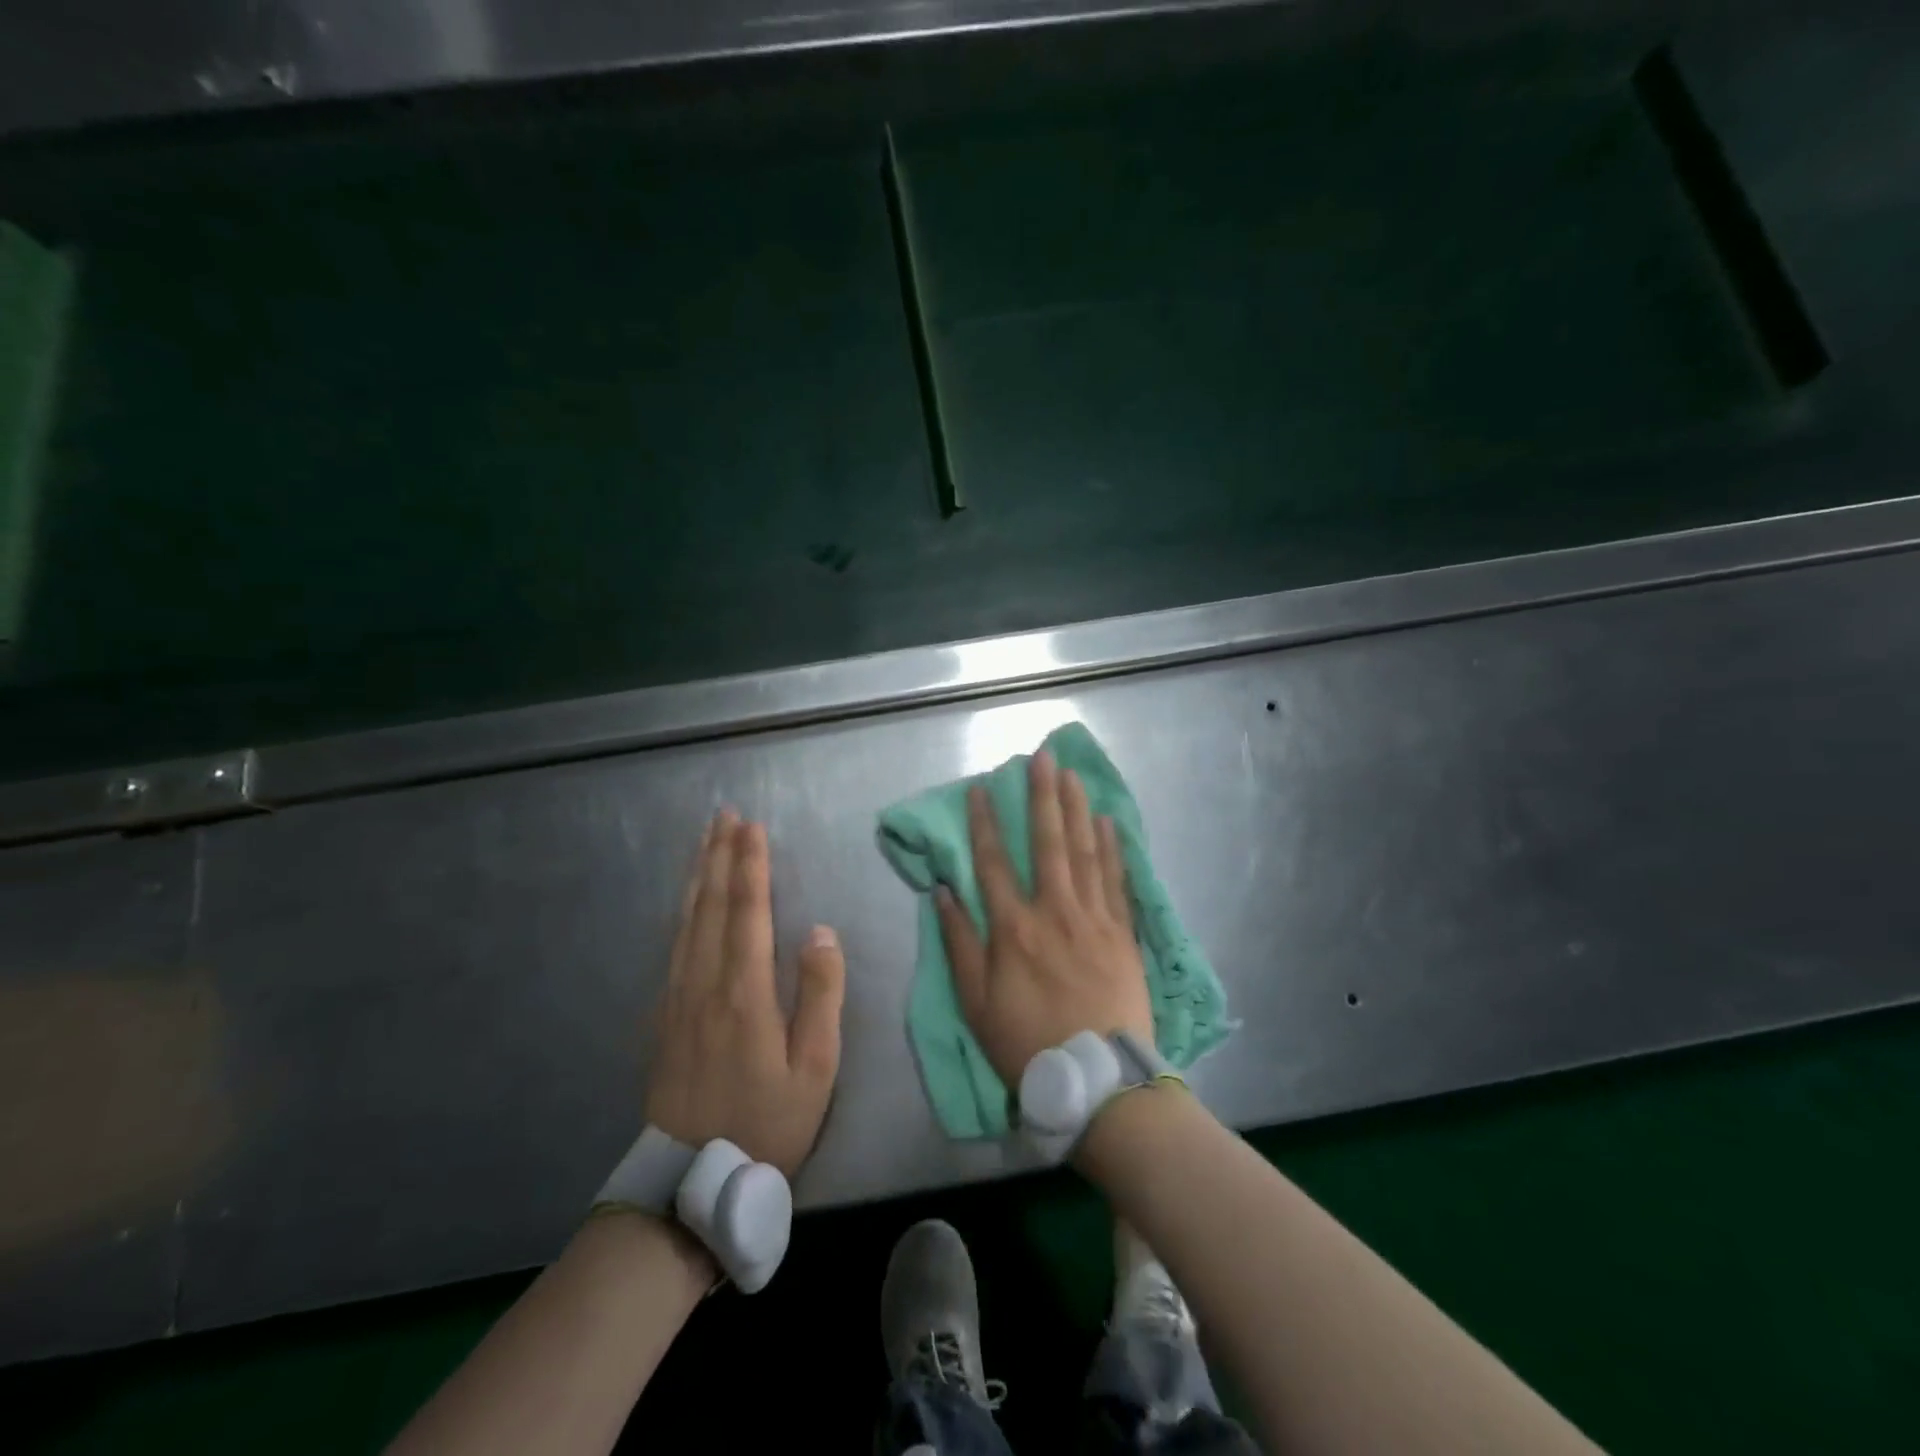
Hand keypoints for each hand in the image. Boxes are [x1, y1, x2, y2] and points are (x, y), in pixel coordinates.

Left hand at [645, 811, 845, 1176]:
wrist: (692, 1182)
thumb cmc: (768, 1123)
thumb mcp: (815, 1068)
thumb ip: (821, 995)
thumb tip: (821, 932)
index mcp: (744, 992)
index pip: (749, 913)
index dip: (752, 867)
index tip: (753, 827)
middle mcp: (705, 983)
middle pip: (712, 905)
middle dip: (720, 856)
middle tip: (724, 815)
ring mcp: (678, 998)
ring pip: (687, 921)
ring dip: (698, 875)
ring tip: (705, 840)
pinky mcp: (663, 1015)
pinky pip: (673, 946)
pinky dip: (682, 911)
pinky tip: (686, 900)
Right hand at [935, 750, 1153, 1085]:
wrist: (1099, 1079)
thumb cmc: (1027, 1042)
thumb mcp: (976, 1003)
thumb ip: (960, 944)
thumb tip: (944, 892)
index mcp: (1013, 928)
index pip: (993, 863)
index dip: (984, 823)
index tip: (982, 788)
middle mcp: (1053, 911)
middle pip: (1047, 842)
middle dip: (1042, 796)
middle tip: (1041, 756)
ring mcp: (1093, 918)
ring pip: (1084, 851)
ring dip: (1076, 809)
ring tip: (1072, 774)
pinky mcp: (1122, 932)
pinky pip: (1116, 879)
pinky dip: (1113, 847)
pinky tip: (1108, 820)